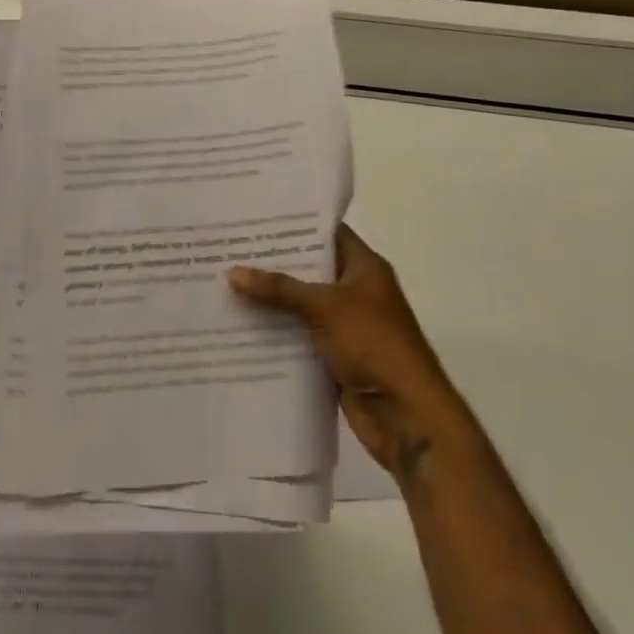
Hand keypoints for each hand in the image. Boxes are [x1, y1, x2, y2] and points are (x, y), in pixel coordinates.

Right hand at [230, 224, 465, 479]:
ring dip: (270, 301)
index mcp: (364, 267)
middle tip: (230, 248)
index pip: (326, 232)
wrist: (408, 417)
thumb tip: (232, 272)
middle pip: (309, 269)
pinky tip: (240, 326)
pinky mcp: (335, 357)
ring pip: (300, 305)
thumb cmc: (374, 344)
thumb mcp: (325, 307)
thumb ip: (279, 289)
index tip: (256, 217)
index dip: (293, 224)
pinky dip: (276, 333)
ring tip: (225, 283)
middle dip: (272, 263)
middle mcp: (355, 291)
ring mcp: (345, 326)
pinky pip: (299, 337)